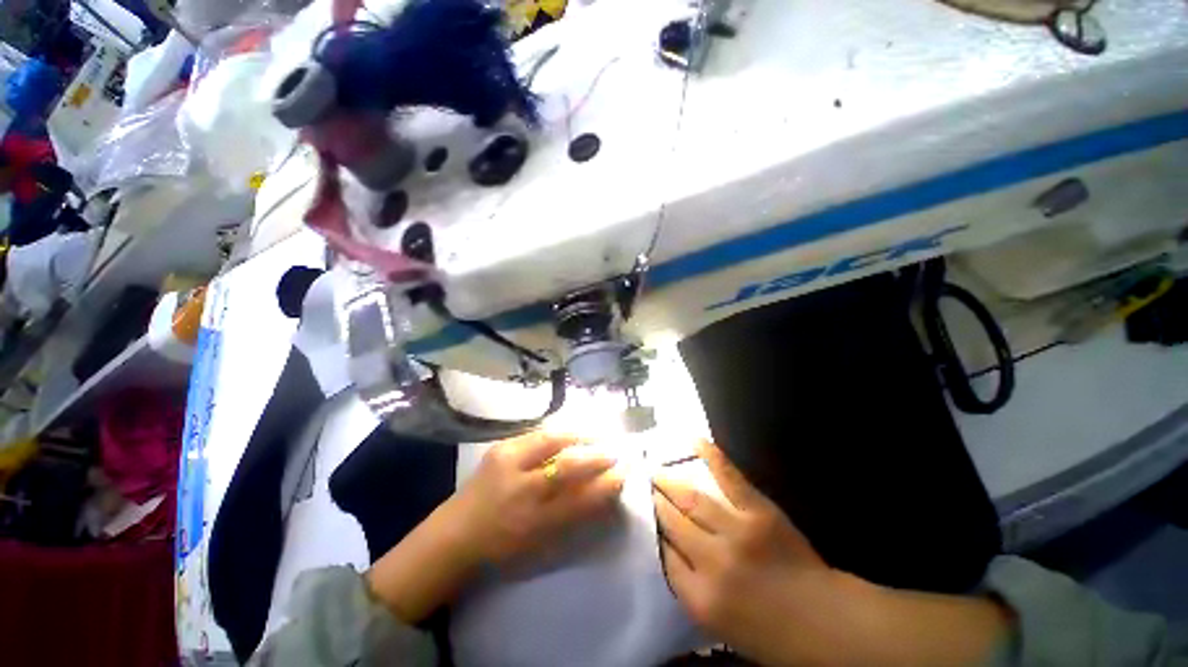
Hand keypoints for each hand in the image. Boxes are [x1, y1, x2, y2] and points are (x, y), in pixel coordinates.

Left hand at [454, 431, 624, 563]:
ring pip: (551, 441)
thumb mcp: (541, 538)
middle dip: (595, 456)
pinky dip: (559, 434)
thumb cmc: (503, 542)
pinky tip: (570, 434)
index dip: (606, 484)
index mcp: (532, 521)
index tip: (624, 473)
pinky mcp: (500, 446)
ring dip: (579, 437)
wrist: (456, 531)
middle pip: (566, 466)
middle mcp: (520, 490)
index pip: (580, 499)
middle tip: (613, 452)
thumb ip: (573, 512)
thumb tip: (603, 488)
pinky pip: (537, 435)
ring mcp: (507, 463)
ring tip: (595, 436)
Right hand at [653, 440, 837, 665]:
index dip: (654, 534)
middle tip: (645, 486)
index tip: (647, 518)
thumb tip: (671, 550)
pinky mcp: (758, 511)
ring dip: (671, 483)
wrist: (826, 622)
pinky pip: (729, 478)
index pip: (663, 556)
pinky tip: (694, 441)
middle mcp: (711, 561)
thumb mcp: (720, 625)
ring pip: (692, 499)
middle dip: (656, 503)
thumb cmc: (772, 633)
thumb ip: (690, 587)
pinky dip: (711, 456)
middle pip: (672, 523)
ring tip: (657, 472)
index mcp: (700, 597)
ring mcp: (735, 531)